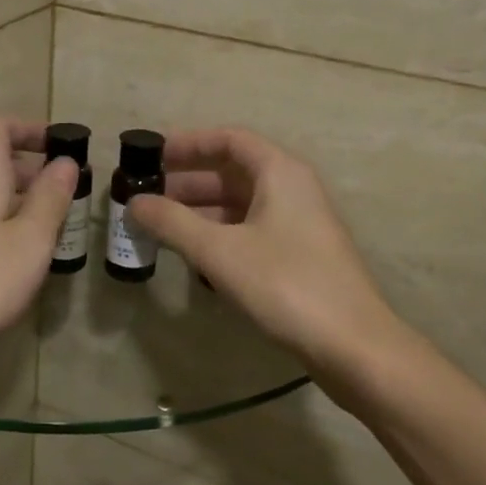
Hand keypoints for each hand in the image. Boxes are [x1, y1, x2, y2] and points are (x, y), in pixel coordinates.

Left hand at [0, 117, 78, 366]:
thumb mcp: (30, 239)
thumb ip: (50, 197)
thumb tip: (65, 162)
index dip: (30, 129)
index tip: (61, 147)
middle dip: (31, 169)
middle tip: (66, 194)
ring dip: (18, 199)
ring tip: (50, 226)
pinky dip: (1, 222)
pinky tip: (18, 256)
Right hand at [127, 128, 408, 377]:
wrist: (351, 344)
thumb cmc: (285, 284)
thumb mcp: (219, 251)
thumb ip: (171, 222)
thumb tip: (133, 203)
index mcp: (280, 173)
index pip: (229, 140)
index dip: (188, 144)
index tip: (151, 156)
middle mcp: (292, 190)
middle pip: (232, 172)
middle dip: (187, 183)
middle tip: (145, 198)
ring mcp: (298, 224)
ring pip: (239, 205)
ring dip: (199, 212)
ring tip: (159, 227)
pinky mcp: (298, 256)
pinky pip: (249, 231)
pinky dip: (218, 235)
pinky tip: (192, 255)